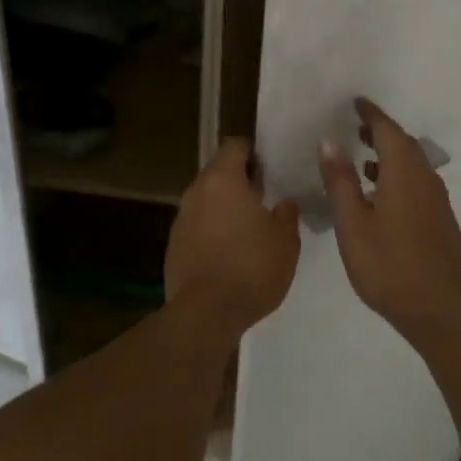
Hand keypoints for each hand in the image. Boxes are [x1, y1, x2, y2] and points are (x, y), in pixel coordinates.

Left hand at [167, 139, 301, 334]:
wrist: (205, 314)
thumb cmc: (251, 267)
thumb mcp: (286, 241)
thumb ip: (287, 214)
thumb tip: (285, 202)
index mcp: (223, 180)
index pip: (234, 146)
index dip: (252, 152)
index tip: (269, 167)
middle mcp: (196, 191)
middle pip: (217, 172)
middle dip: (239, 180)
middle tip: (264, 197)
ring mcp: (180, 219)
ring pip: (206, 200)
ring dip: (224, 207)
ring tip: (248, 227)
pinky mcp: (173, 246)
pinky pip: (196, 226)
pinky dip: (211, 231)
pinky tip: (229, 252)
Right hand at [319, 99, 460, 342]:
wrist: (443, 310)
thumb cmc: (390, 266)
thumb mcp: (353, 225)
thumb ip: (341, 181)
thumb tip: (329, 140)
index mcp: (404, 172)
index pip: (387, 130)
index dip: (370, 114)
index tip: (356, 102)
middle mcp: (425, 177)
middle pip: (403, 143)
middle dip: (380, 132)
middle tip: (356, 126)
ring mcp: (437, 200)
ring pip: (412, 164)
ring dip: (389, 154)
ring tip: (364, 158)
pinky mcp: (441, 219)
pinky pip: (417, 182)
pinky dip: (398, 175)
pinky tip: (382, 195)